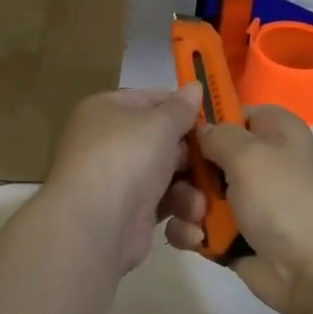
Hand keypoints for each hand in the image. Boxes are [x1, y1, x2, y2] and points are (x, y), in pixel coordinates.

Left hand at [45, 83, 203, 276]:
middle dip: (192, 158)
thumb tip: (194, 86)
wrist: (95, 224)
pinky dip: (179, 217)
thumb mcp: (159, 123)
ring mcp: (118, 181)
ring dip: (190, 193)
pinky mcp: (129, 216)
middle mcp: (109, 143)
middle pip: (163, 142)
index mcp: (107, 110)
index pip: (151, 100)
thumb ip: (181, 108)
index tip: (213, 120)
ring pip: (168, 178)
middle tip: (217, 163)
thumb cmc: (126, 158)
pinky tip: (190, 227)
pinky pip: (163, 207)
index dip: (182, 108)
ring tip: (197, 206)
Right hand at [163, 105, 312, 313]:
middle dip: (187, 171)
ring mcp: (244, 201)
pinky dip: (191, 232)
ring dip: (186, 204)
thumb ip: (217, 135)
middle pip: (204, 154)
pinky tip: (198, 240)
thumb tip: (200, 130)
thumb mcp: (250, 154)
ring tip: (197, 218)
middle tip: (185, 184)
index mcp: (273, 132)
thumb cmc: (285, 200)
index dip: (203, 122)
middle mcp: (258, 162)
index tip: (177, 134)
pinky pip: (197, 225)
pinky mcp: (231, 235)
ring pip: (194, 191)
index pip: (229, 113)